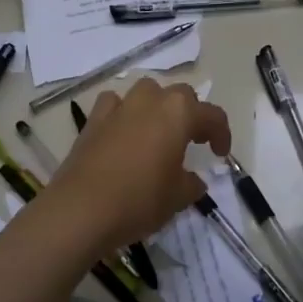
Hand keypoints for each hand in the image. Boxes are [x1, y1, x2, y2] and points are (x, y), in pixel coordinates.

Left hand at [39, 79, 231, 254]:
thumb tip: (193, 180)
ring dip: (157, 106)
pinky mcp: (94, 119)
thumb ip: (191, 184)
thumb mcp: (177, 198)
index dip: (221, 134)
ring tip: (158, 132)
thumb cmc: (139, 201)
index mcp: (179, 113)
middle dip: (191, 114)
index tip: (220, 154)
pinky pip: (115, 104)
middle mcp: (150, 100)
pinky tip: (123, 131)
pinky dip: (123, 112)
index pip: (212, 115)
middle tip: (192, 140)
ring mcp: (119, 106)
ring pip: (146, 92)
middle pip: (180, 95)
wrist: (81, 209)